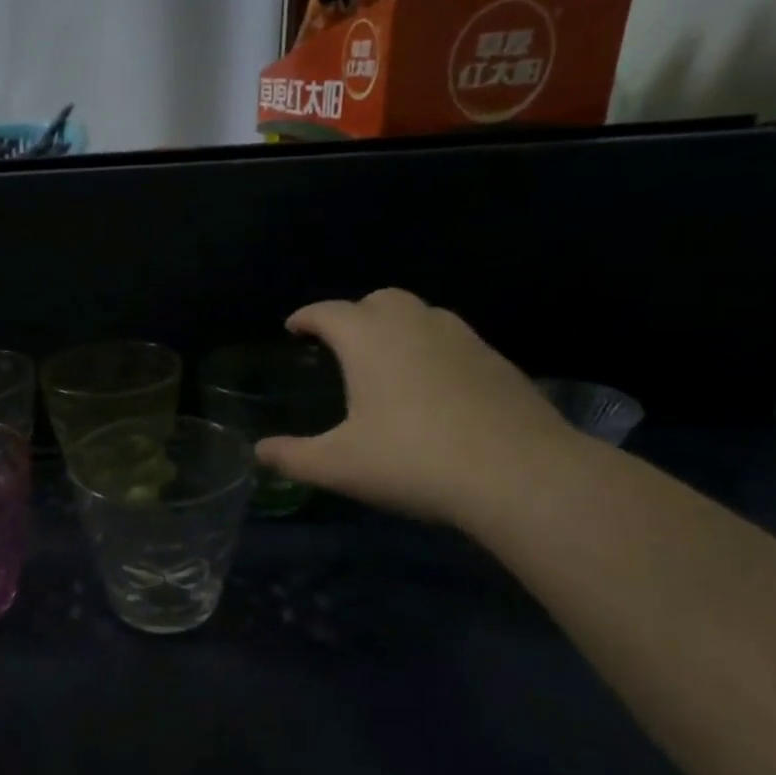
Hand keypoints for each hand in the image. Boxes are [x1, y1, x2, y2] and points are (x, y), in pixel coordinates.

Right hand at [256, 288, 575, 524]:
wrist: (517, 473)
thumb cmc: (412, 461)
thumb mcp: (338, 466)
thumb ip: (291, 456)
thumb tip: (258, 452)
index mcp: (370, 340)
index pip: (328, 312)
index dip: (306, 317)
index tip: (293, 328)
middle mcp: (416, 324)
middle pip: (378, 300)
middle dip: (353, 315)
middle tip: (340, 344)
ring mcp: (463, 338)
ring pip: (421, 314)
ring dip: (396, 327)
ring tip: (385, 362)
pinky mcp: (496, 361)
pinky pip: (452, 340)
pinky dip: (431, 349)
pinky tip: (432, 387)